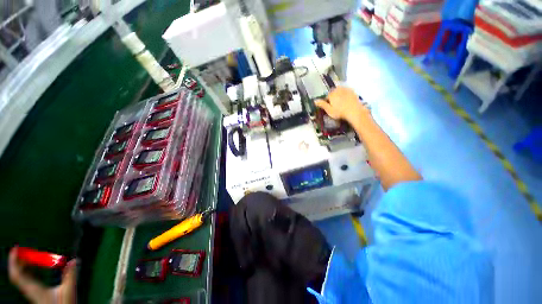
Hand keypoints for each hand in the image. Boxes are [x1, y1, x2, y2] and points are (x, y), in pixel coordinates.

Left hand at [8, 247, 76, 303]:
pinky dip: (26, 271)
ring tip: (26, 256)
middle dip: (17, 261)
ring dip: (21, 266)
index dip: (14, 261)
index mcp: (34, 289)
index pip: (18, 274)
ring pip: (21, 278)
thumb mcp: (68, 290)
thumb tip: (75, 260)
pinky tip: (31, 268)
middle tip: (20, 250)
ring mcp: (31, 293)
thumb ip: (71, 275)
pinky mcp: (34, 293)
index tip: (15, 249)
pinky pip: (25, 280)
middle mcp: (29, 290)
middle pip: (17, 274)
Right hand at [315, 87, 369, 124]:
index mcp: (331, 93)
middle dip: (333, 99)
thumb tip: (314, 101)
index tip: (330, 108)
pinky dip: (345, 96)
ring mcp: (346, 89)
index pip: (327, 97)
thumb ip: (322, 104)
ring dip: (339, 97)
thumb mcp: (329, 110)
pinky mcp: (352, 91)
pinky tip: (347, 102)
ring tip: (341, 105)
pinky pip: (346, 93)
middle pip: (333, 94)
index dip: (327, 103)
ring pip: (340, 92)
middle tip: (336, 107)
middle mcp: (338, 89)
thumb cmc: (340, 112)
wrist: (355, 111)